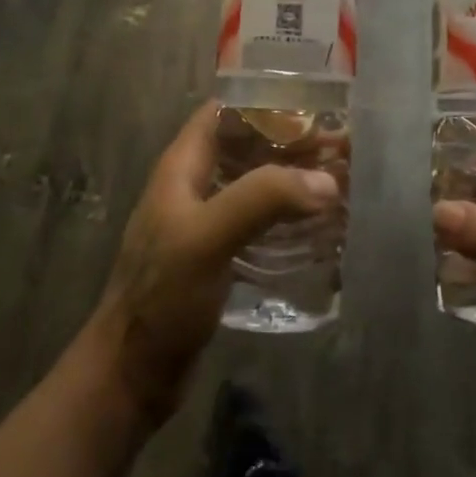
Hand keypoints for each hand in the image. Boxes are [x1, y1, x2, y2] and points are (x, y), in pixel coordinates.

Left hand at [88, 102, 340, 423]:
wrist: (132, 372)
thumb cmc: (162, 296)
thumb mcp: (207, 238)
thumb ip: (262, 200)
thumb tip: (326, 182)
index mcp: (182, 168)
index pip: (224, 113)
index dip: (266, 104)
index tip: (315, 110)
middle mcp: (194, 187)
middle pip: (247, 148)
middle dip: (292, 144)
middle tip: (343, 150)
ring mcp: (206, 224)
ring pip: (256, 186)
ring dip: (294, 182)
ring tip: (341, 184)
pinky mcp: (220, 257)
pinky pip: (259, 224)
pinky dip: (288, 218)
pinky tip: (320, 229)